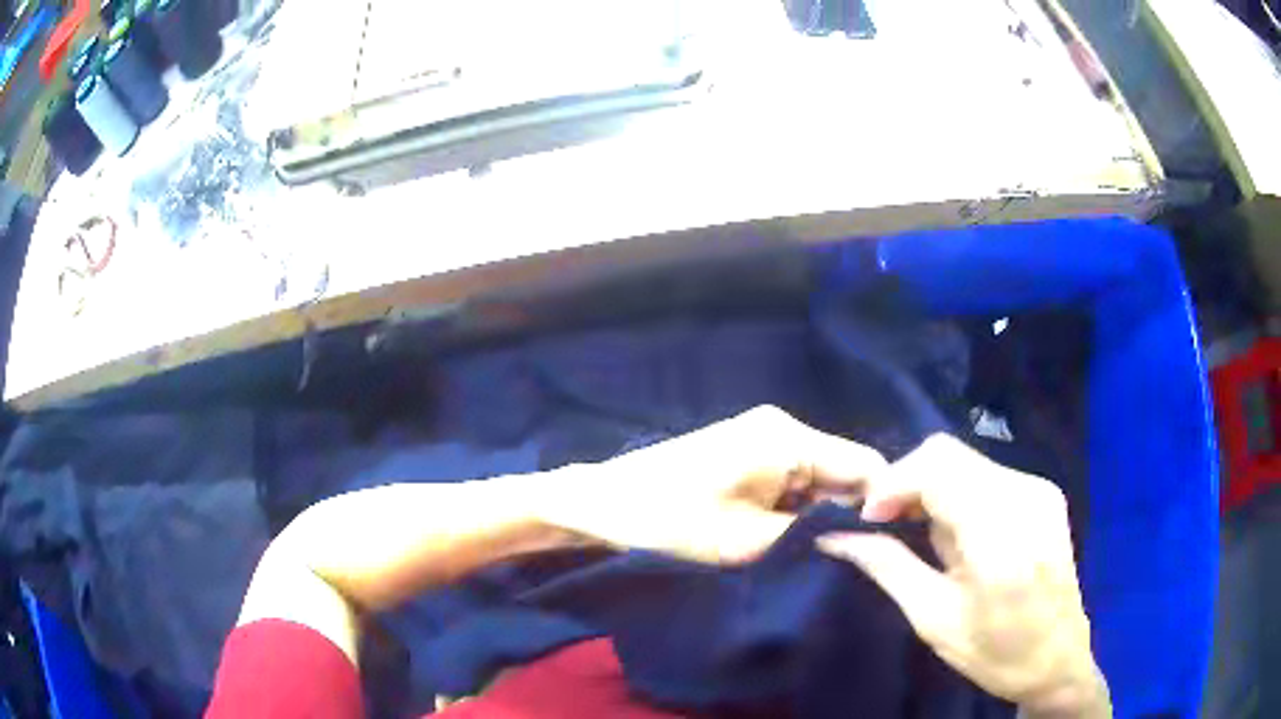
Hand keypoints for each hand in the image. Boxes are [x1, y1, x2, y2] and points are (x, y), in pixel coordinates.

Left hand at [549, 405, 886, 564]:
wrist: (603, 502)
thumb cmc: (671, 521)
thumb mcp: (746, 542)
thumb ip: (810, 538)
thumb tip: (862, 540)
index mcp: (789, 439)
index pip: (865, 465)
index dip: (881, 506)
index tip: (885, 550)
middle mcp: (784, 428)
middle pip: (842, 472)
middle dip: (846, 516)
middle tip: (850, 561)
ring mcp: (763, 438)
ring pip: (816, 480)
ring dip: (818, 517)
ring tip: (817, 557)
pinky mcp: (746, 453)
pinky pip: (790, 481)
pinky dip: (794, 511)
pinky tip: (786, 540)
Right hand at [816, 435, 1109, 717]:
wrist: (1057, 659)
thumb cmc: (994, 653)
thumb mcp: (933, 619)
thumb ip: (887, 567)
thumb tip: (835, 537)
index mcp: (998, 536)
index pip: (935, 468)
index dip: (891, 483)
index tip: (867, 519)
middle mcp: (1024, 496)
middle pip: (948, 453)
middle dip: (906, 481)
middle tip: (885, 523)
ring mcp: (1039, 489)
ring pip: (966, 459)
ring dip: (930, 486)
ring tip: (918, 531)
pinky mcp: (1044, 492)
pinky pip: (987, 472)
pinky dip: (957, 490)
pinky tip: (954, 530)